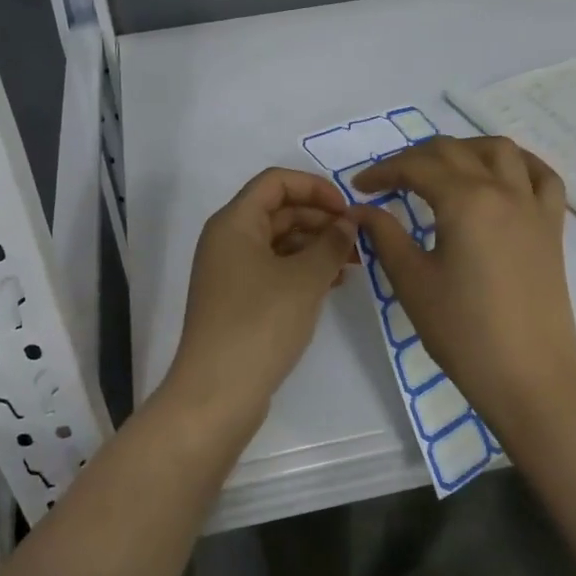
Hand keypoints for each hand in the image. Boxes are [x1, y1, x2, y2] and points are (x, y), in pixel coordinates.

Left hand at [165, 168, 356, 426]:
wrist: (218, 393)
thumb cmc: (261, 323)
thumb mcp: (304, 279)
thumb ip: (331, 243)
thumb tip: (348, 223)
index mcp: (234, 222)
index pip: (275, 182)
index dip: (314, 187)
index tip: (347, 209)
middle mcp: (227, 239)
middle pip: (278, 210)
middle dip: (320, 218)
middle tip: (357, 239)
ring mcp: (230, 271)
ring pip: (278, 241)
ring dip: (315, 246)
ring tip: (353, 263)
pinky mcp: (237, 299)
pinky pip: (274, 268)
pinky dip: (302, 269)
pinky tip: (332, 283)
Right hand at [352, 136, 575, 432]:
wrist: (529, 377)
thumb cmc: (463, 332)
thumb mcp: (412, 282)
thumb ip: (385, 236)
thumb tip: (361, 210)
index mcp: (465, 201)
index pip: (416, 167)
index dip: (383, 172)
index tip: (360, 188)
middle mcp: (502, 191)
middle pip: (454, 151)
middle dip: (415, 158)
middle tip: (390, 182)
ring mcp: (533, 206)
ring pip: (500, 151)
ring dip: (465, 149)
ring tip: (442, 169)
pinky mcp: (552, 227)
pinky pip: (543, 177)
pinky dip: (519, 164)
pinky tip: (501, 175)